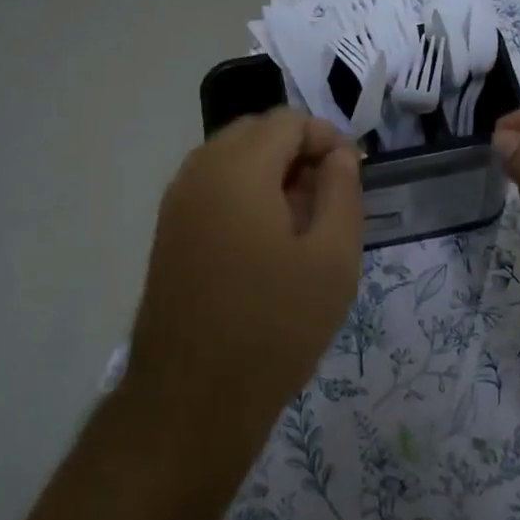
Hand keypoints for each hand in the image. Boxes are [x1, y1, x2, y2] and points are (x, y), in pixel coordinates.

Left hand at [129, 110, 362, 458]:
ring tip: (302, 219)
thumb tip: (339, 154)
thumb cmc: (275, 325)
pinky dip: (244, 192)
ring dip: (269, 171)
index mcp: (238, 169)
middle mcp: (199, 172)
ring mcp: (176, 202)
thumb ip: (342, 191)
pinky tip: (266, 238)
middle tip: (329, 197)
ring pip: (230, 158)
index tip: (352, 176)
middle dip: (297, 150)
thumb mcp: (333, 258)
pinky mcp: (168, 231)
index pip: (288, 121)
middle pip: (255, 132)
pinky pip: (211, 187)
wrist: (193, 398)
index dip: (327, 138)